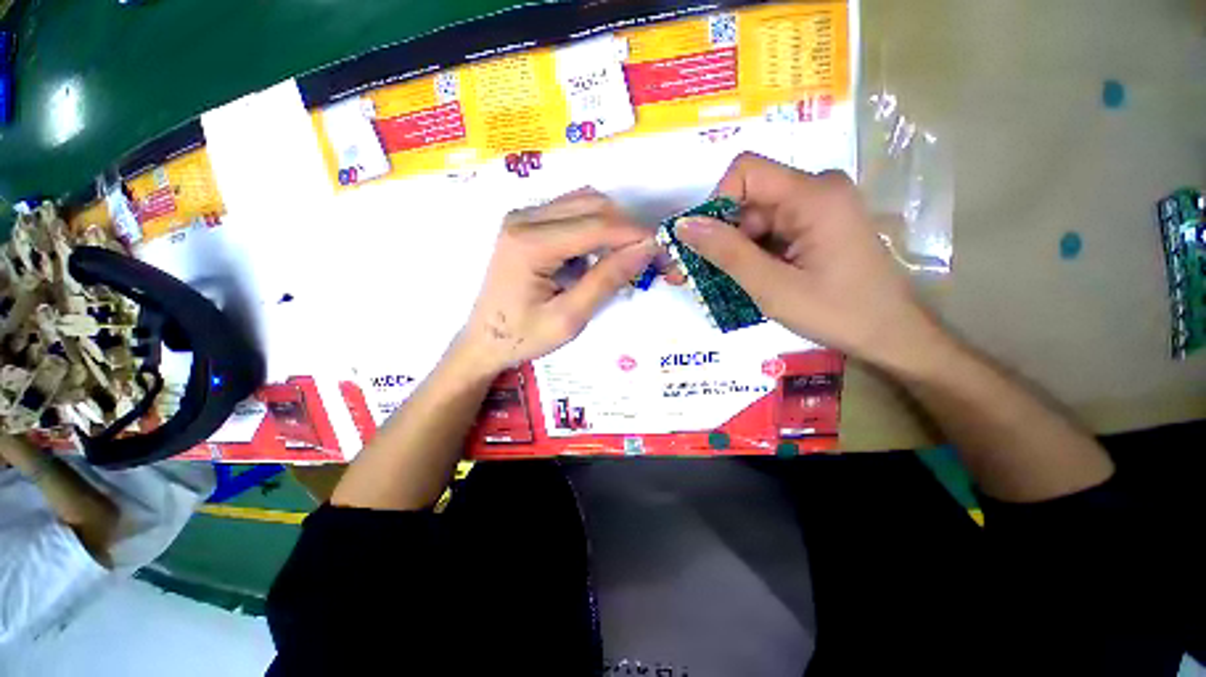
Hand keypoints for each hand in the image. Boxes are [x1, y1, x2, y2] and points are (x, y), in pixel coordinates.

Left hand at [457, 188, 657, 375]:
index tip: (662, 249)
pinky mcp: (526, 224)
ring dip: (611, 226)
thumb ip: (606, 280)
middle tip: (646, 257)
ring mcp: (522, 217)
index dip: (634, 234)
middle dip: (626, 228)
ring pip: (583, 202)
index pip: (596, 225)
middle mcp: (523, 218)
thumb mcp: (569, 317)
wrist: (484, 340)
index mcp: (530, 243)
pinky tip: (597, 255)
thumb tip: (645, 249)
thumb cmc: (523, 337)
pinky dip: (594, 228)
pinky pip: (571, 212)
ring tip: (623, 258)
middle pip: (592, 204)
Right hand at [673, 152, 942, 369]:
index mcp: (814, 195)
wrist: (891, 335)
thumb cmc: (837, 313)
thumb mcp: (772, 287)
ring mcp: (820, 207)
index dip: (716, 203)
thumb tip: (683, 225)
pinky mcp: (818, 225)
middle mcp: (818, 190)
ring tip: (719, 283)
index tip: (704, 245)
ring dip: (734, 249)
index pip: (745, 173)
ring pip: (756, 217)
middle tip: (696, 274)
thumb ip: (726, 253)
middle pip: (749, 199)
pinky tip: (747, 278)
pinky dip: (753, 253)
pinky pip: (772, 230)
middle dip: (720, 236)